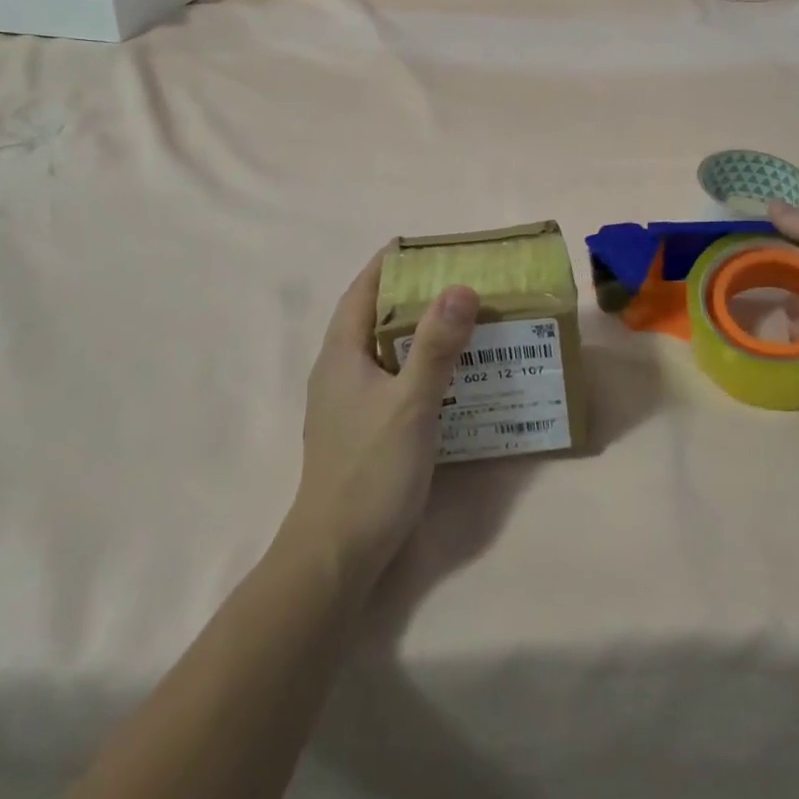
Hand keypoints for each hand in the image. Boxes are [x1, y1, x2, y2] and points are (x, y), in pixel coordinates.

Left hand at [287, 251, 479, 583]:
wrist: (337, 552)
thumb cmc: (371, 470)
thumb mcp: (410, 403)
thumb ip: (436, 346)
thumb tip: (461, 287)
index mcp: (340, 354)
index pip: (361, 292)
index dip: (387, 264)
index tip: (422, 245)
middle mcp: (338, 371)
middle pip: (372, 317)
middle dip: (410, 294)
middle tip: (456, 280)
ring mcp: (346, 402)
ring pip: (383, 350)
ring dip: (416, 330)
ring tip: (460, 320)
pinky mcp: (360, 428)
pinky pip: (390, 378)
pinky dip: (416, 363)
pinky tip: (448, 374)